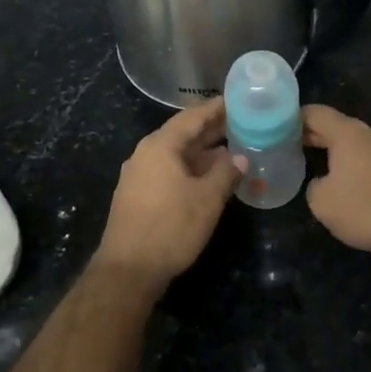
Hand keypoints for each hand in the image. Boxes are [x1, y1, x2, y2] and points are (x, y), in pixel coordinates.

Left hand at [95, 98, 241, 286]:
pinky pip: (169, 172)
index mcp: (160, 146)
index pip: (192, 117)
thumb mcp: (207, 199)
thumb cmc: (170, 228)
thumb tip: (240, 157)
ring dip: (203, 153)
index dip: (216, 109)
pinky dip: (191, 169)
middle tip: (242, 124)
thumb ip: (226, 173)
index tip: (237, 101)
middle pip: (183, 134)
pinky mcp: (138, 196)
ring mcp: (139, 176)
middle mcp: (146, 155)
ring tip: (233, 151)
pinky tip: (210, 178)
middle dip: (212, 130)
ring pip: (177, 155)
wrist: (128, 270)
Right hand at [302, 105, 370, 257]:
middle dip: (311, 136)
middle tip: (287, 148)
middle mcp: (369, 134)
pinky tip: (343, 183)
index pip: (315, 113)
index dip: (293, 118)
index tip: (276, 129)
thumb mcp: (322, 202)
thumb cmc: (365, 208)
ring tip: (312, 165)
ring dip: (333, 152)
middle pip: (334, 126)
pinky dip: (351, 165)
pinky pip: (367, 159)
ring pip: (353, 144)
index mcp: (348, 133)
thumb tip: (322, 183)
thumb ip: (313, 186)